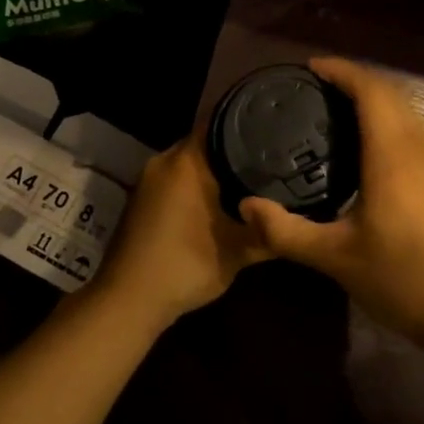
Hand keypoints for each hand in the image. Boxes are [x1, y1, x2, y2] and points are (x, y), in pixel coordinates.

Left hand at [90, 137, 270, 326]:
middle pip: (206, 143)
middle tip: (272, 156)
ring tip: (252, 177)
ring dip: (215, 171)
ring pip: (190, 164)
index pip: (220, 123)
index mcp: (186, 162)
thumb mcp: (238, 252)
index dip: (249, 124)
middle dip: (236, 150)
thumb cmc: (185, 266)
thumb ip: (269, 231)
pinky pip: (176, 180)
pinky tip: (219, 201)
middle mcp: (164, 161)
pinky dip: (197, 185)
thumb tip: (295, 219)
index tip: (275, 129)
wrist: (128, 300)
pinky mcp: (141, 200)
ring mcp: (148, 181)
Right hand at [239, 57, 423, 347]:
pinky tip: (366, 147)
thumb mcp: (336, 258)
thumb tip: (246, 207)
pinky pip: (413, 131)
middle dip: (354, 80)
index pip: (369, 91)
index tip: (310, 68)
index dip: (341, 71)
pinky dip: (387, 121)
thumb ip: (286, 232)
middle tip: (315, 87)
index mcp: (392, 156)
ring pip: (405, 112)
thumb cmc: (401, 280)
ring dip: (373, 100)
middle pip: (389, 94)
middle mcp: (419, 149)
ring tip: (334, 110)